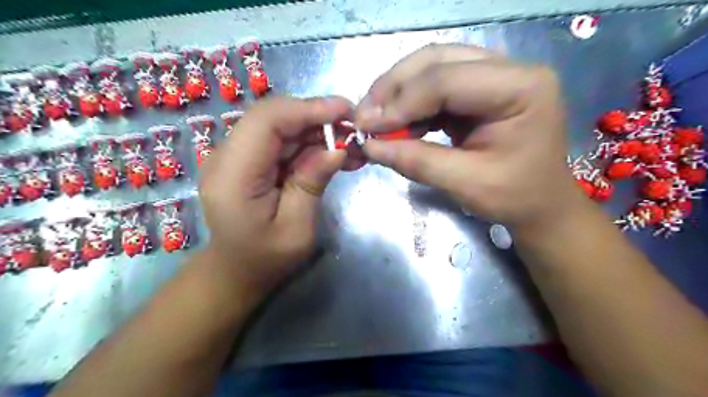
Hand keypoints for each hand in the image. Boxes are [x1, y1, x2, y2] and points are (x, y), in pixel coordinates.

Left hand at [196, 96, 350, 287]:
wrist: (237, 270)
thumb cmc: (266, 259)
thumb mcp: (296, 229)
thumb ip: (311, 184)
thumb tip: (337, 149)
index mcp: (233, 177)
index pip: (266, 121)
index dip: (307, 108)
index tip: (345, 111)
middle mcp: (226, 157)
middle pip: (273, 117)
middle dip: (317, 117)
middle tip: (353, 130)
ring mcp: (235, 155)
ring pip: (280, 125)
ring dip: (316, 130)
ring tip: (349, 145)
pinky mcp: (247, 159)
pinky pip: (280, 140)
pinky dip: (308, 142)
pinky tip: (332, 152)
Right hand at [357, 43, 582, 231]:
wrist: (540, 203)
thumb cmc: (514, 197)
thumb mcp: (465, 183)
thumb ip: (416, 161)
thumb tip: (370, 147)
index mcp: (521, 87)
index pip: (447, 80)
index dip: (401, 102)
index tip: (366, 127)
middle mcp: (511, 69)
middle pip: (437, 60)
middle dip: (394, 88)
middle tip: (364, 116)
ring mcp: (495, 75)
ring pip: (433, 66)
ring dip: (398, 92)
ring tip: (375, 119)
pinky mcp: (480, 89)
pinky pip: (436, 85)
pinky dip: (411, 103)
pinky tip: (397, 122)